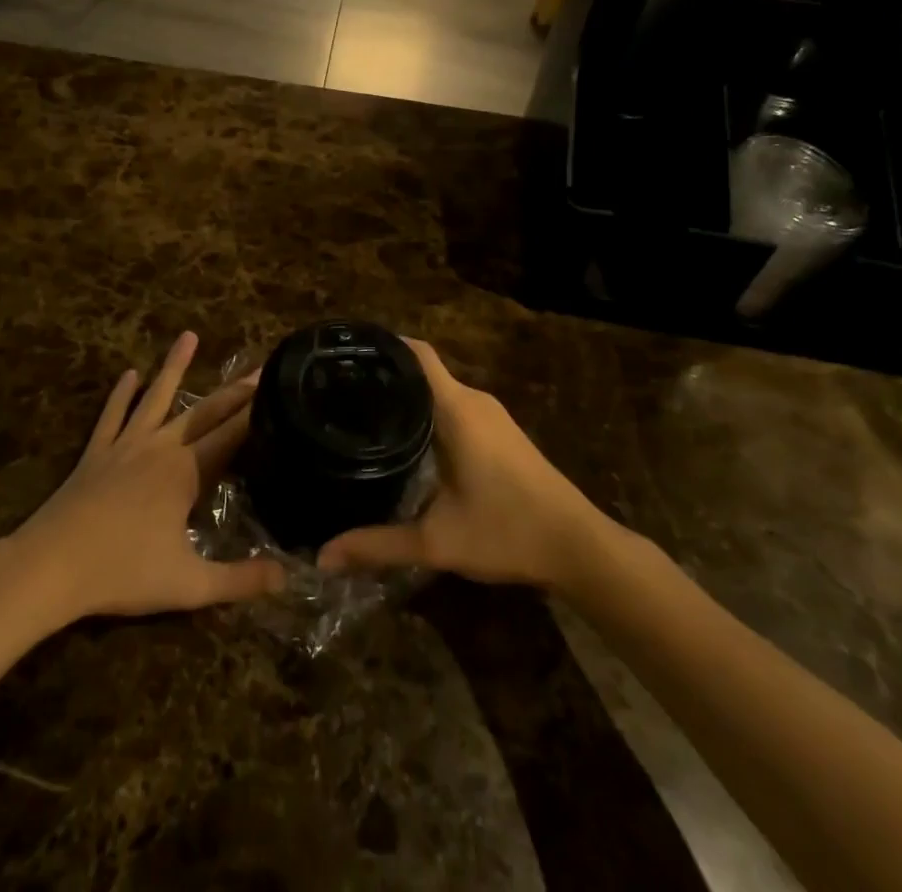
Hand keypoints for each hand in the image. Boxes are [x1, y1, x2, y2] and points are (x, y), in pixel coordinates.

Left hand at [6, 332, 284, 624]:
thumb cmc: (122, 573)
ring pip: (156, 398)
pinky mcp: (96, 453)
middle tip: (258, 367)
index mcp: (185, 473)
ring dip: (174, 367)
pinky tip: (129, 374)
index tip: (277, 388)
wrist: (49, 567)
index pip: (231, 436)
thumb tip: (288, 576)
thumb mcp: (189, 585)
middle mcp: (160, 448)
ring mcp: (125, 446)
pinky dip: (121, 394)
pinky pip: (112, 416)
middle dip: (234, 391)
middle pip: (203, 412)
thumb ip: (240, 581)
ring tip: (188, 335)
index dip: (256, 414)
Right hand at [317, 339, 611, 589]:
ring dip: (407, 396)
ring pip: (439, 390)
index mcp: (456, 408)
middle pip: (421, 369)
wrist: (578, 547)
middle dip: (384, 375)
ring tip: (361, 411)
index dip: (381, 345)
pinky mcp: (500, 431)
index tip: (344, 354)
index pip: (414, 353)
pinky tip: (405, 438)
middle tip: (339, 391)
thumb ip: (377, 545)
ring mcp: (491, 415)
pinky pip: (455, 406)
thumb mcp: (436, 541)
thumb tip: (323, 556)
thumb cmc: (506, 531)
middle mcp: (474, 400)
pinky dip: (428, 412)